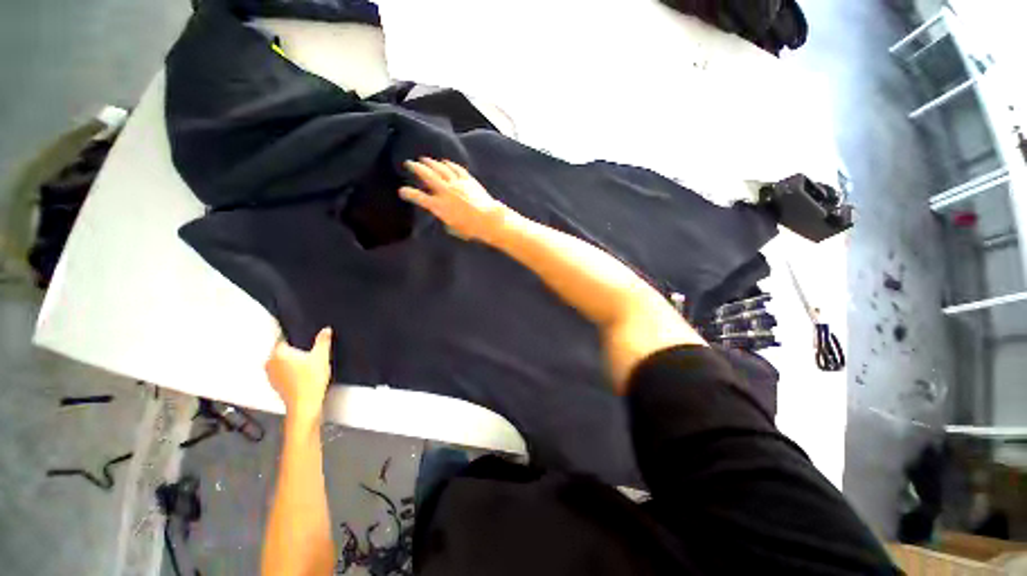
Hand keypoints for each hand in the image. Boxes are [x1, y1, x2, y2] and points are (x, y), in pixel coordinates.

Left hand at [265, 327, 332, 425]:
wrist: (305, 404)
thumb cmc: (311, 381)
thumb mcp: (322, 356)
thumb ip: (323, 340)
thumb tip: (325, 330)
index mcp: (278, 352)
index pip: (283, 337)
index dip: (296, 337)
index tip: (304, 340)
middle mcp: (270, 362)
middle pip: (281, 349)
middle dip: (294, 350)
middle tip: (308, 352)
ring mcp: (270, 375)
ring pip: (281, 361)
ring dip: (291, 361)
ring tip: (307, 364)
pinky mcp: (274, 384)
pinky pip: (281, 372)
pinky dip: (290, 372)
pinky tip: (303, 374)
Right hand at [400, 158, 509, 242]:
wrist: (489, 220)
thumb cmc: (470, 229)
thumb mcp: (452, 228)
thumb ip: (444, 218)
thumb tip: (442, 213)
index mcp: (439, 206)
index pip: (419, 197)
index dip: (408, 193)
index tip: (402, 191)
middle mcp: (445, 192)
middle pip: (427, 175)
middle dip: (416, 168)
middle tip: (409, 163)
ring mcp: (457, 184)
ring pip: (441, 168)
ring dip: (431, 163)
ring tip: (425, 159)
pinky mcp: (468, 180)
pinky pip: (456, 169)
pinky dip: (449, 164)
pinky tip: (446, 162)